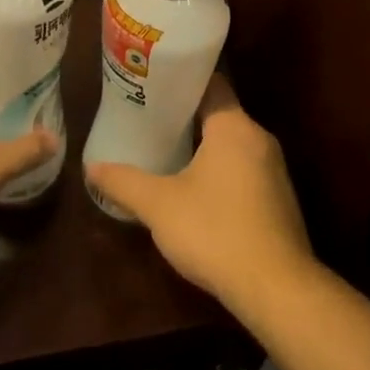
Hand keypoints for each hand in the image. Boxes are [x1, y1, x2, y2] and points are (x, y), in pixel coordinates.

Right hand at [85, 76, 313, 307]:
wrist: (276, 288)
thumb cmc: (214, 231)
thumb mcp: (158, 205)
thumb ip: (123, 182)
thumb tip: (91, 167)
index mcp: (234, 126)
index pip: (211, 83)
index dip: (181, 81)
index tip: (152, 85)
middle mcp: (259, 138)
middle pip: (220, 113)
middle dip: (185, 117)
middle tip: (149, 119)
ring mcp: (274, 169)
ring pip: (232, 144)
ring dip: (203, 147)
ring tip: (166, 151)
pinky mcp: (279, 198)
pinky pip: (244, 169)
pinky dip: (220, 171)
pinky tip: (196, 190)